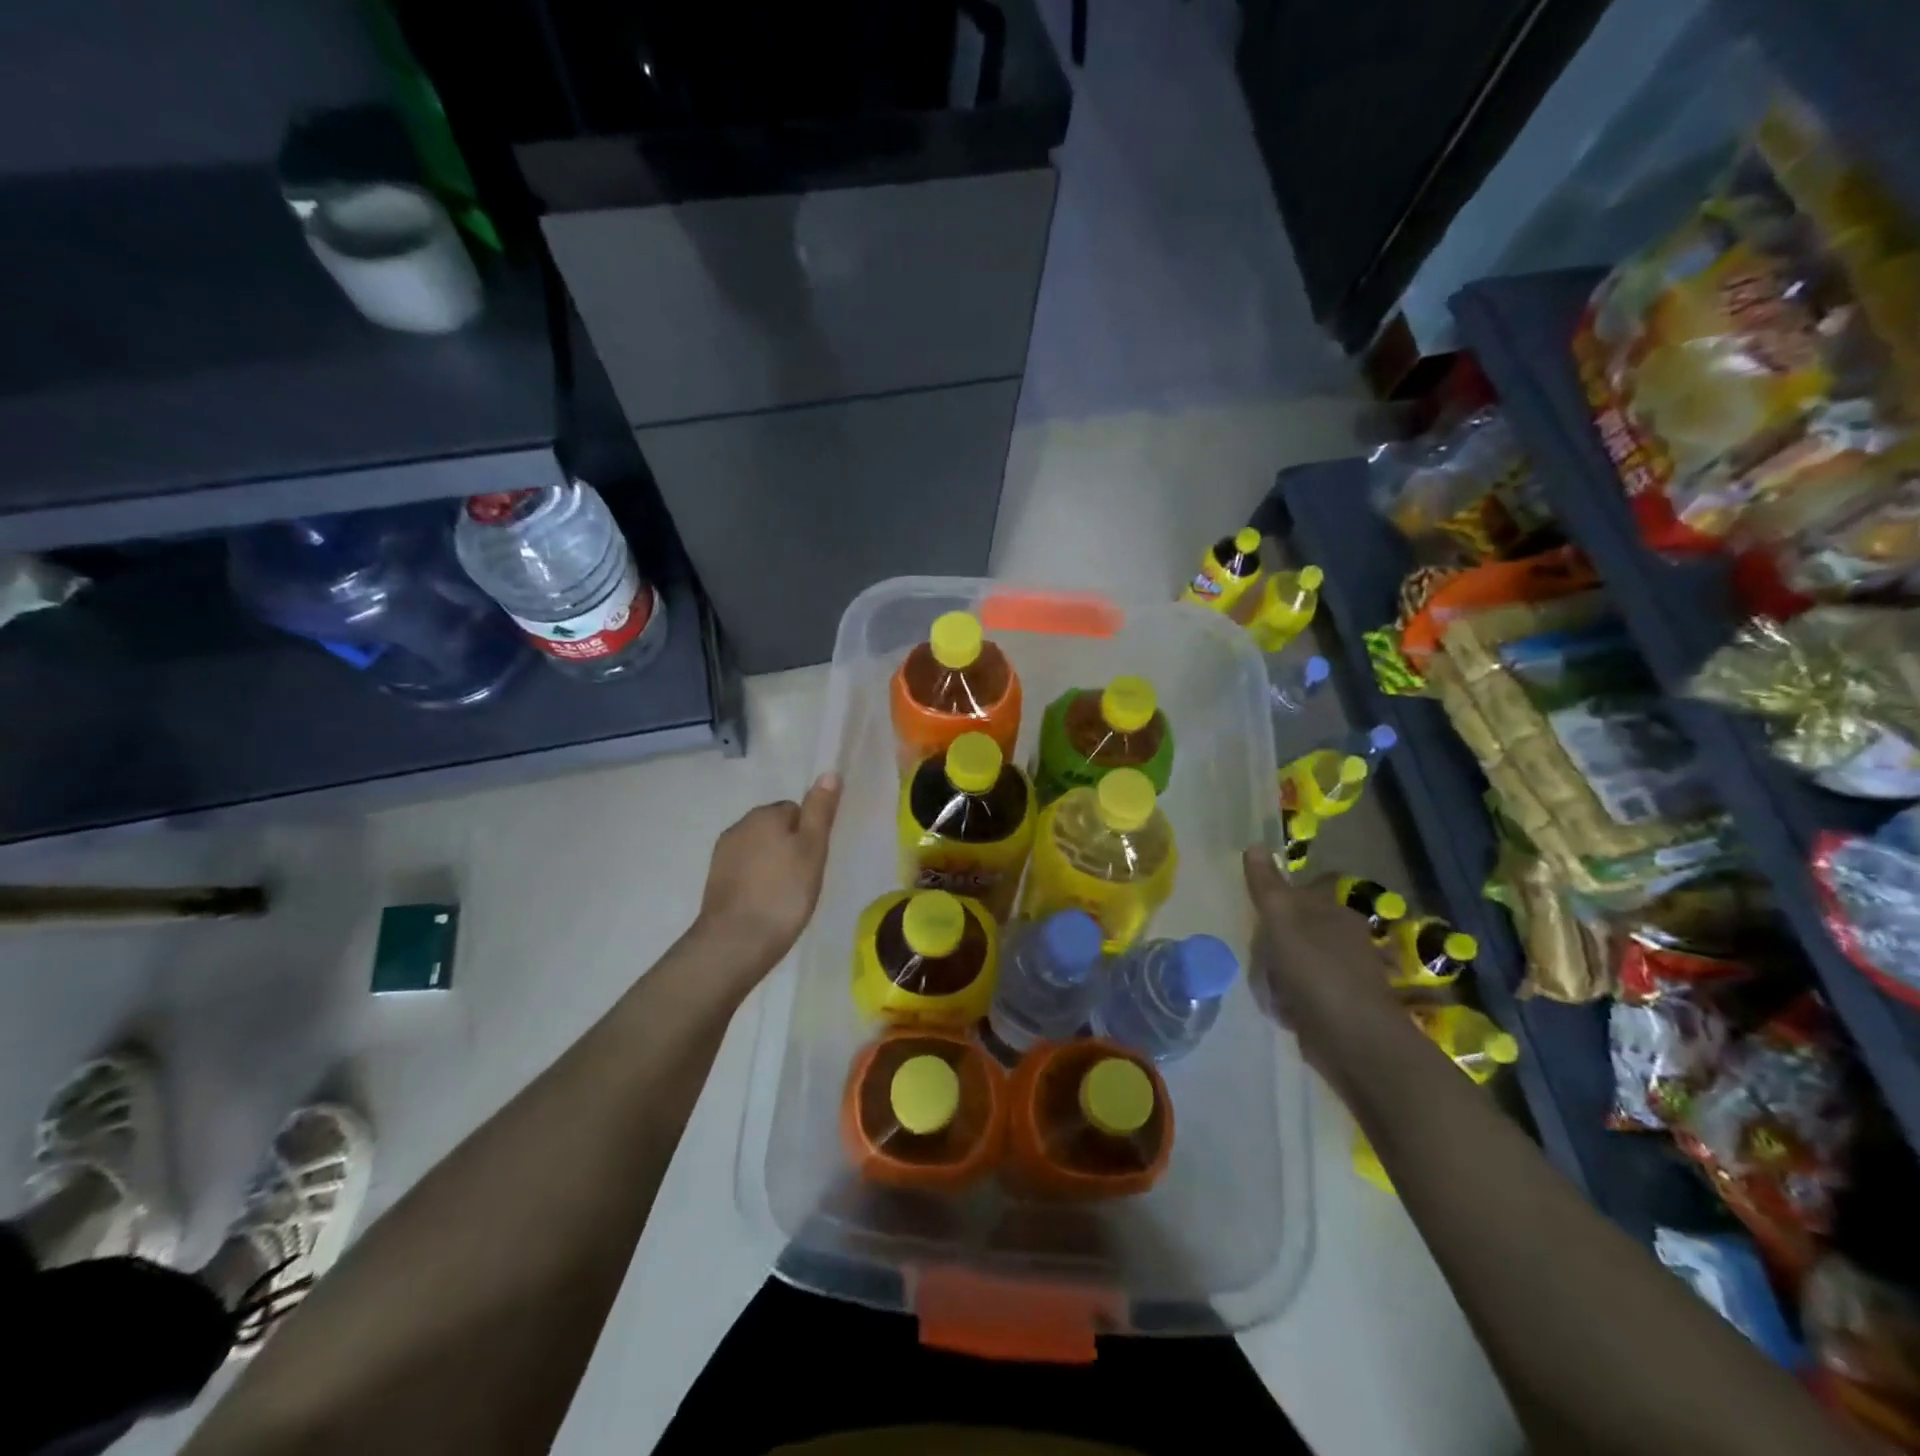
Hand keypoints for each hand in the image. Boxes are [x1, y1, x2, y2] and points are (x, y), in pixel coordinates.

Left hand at [694, 774, 840, 978]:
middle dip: (790, 847)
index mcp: (764, 814)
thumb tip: (829, 772)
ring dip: (773, 864)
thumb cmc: (784, 893)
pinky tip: (766, 903)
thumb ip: (820, 810)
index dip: (810, 834)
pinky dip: (757, 881)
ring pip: (759, 849)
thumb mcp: (813, 849)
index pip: (796, 810)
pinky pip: (745, 870)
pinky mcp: (715, 880)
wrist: (735, 942)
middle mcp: (739, 826)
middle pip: (776, 827)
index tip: (815, 861)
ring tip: (786, 895)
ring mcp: (723, 854)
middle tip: (804, 879)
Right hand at [1243, 849, 1404, 1081]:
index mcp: (1334, 912)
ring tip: (1271, 990)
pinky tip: (1282, 1011)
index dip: (1277, 901)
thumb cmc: (1317, 971)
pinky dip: (1287, 1001)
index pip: (1302, 892)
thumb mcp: (1282, 921)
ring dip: (1274, 976)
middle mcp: (1342, 938)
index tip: (1258, 917)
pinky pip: (1299, 993)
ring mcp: (1340, 974)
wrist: (1354, 1041)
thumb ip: (1266, 886)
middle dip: (1268, 945)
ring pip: (1290, 963)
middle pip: (1290, 929)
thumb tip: (1254, 844)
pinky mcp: (1335, 1006)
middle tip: (1260, 958)